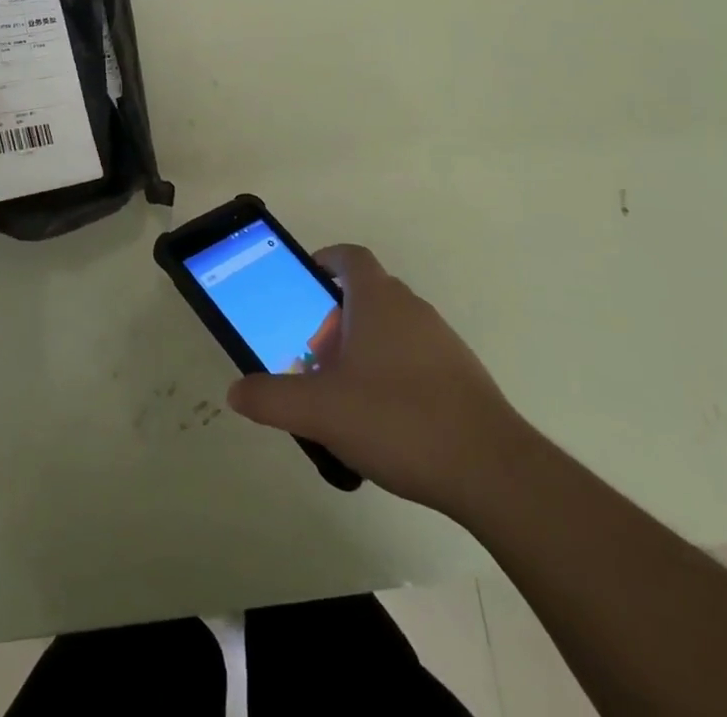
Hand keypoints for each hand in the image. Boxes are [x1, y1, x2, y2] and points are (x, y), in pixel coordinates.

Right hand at [225, 244, 528, 517]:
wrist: (490, 468)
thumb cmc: (397, 419)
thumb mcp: (320, 411)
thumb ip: (272, 399)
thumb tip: (236, 391)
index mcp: (378, 300)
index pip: (350, 257)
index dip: (326, 260)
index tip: (306, 281)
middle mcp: (412, 308)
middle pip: (369, 293)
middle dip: (336, 315)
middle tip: (313, 353)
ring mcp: (442, 340)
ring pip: (393, 327)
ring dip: (365, 345)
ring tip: (344, 391)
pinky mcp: (462, 375)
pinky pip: (416, 357)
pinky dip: (393, 371)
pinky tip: (384, 419)